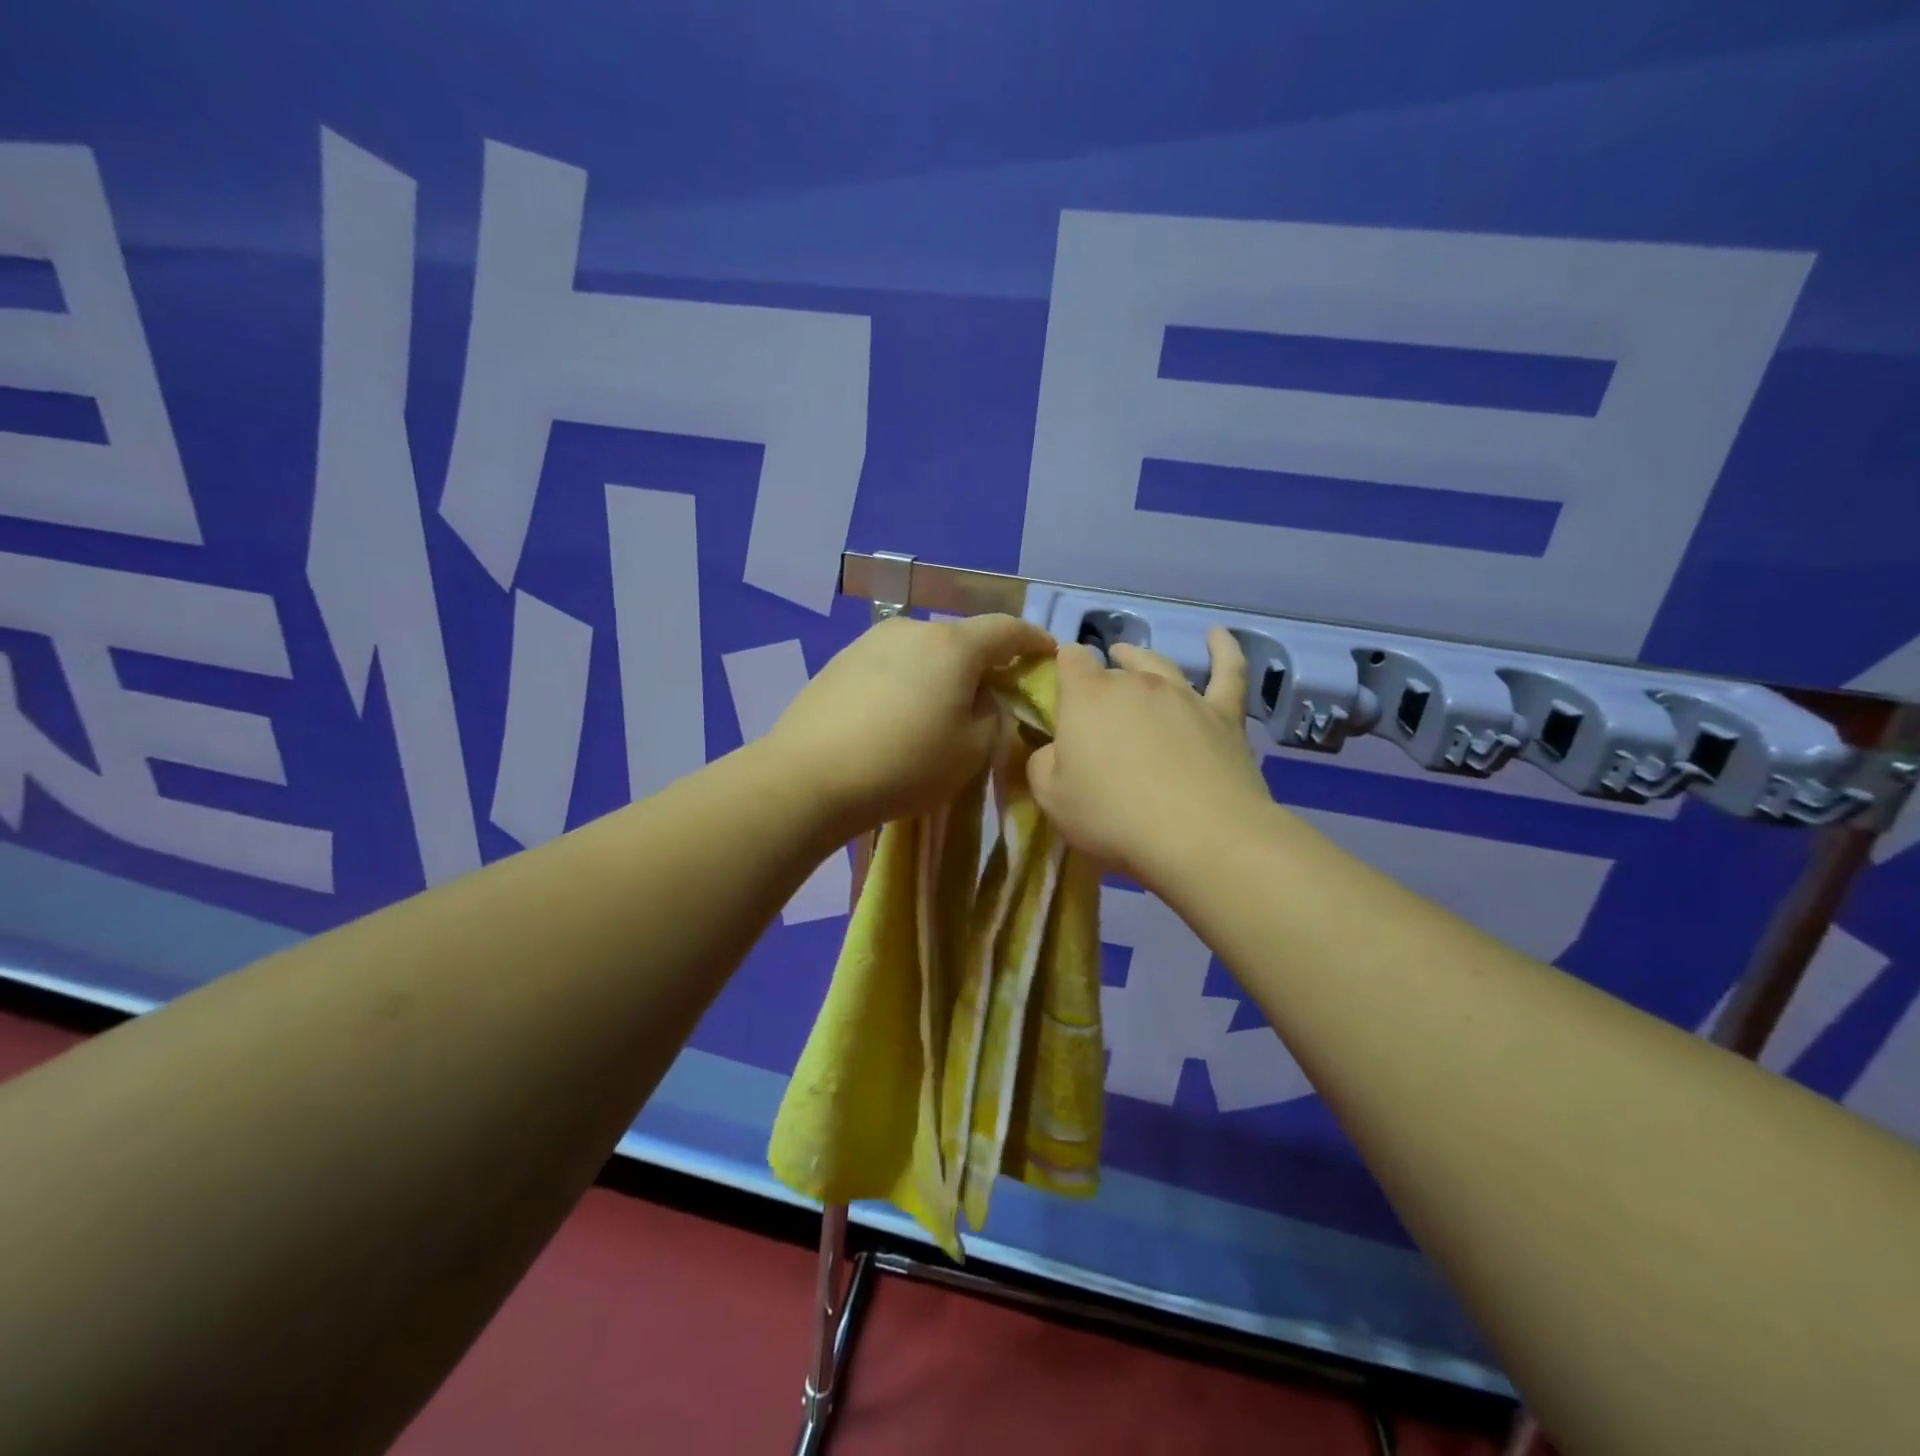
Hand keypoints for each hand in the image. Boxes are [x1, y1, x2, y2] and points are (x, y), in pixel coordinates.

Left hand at [767, 612, 1055, 831]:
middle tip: (991, 697)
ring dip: (941, 674)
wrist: (808, 777)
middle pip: (962, 639)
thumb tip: (983, 698)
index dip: (1034, 641)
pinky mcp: (839, 662)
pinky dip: (907, 682)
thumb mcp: (973, 750)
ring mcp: (869, 642)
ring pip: (923, 652)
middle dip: (983, 663)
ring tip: (939, 711)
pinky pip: (891, 666)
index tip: (1049, 654)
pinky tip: (896, 716)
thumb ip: (994, 715)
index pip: (1008, 629)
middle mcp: (911, 629)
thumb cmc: (904, 764)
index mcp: (953, 644)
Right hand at [1027, 629, 1273, 887]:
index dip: (1061, 666)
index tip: (1057, 684)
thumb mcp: (1052, 798)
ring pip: (1158, 664)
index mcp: (1087, 697)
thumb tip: (1052, 749)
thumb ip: (1042, 764)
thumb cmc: (1113, 817)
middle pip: (1113, 667)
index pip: (1069, 660)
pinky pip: (1228, 671)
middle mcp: (1135, 683)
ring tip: (1128, 655)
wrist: (1200, 836)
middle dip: (1099, 678)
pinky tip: (1218, 635)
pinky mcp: (1224, 714)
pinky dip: (1223, 650)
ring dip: (1139, 657)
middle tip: (1093, 701)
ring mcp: (1183, 695)